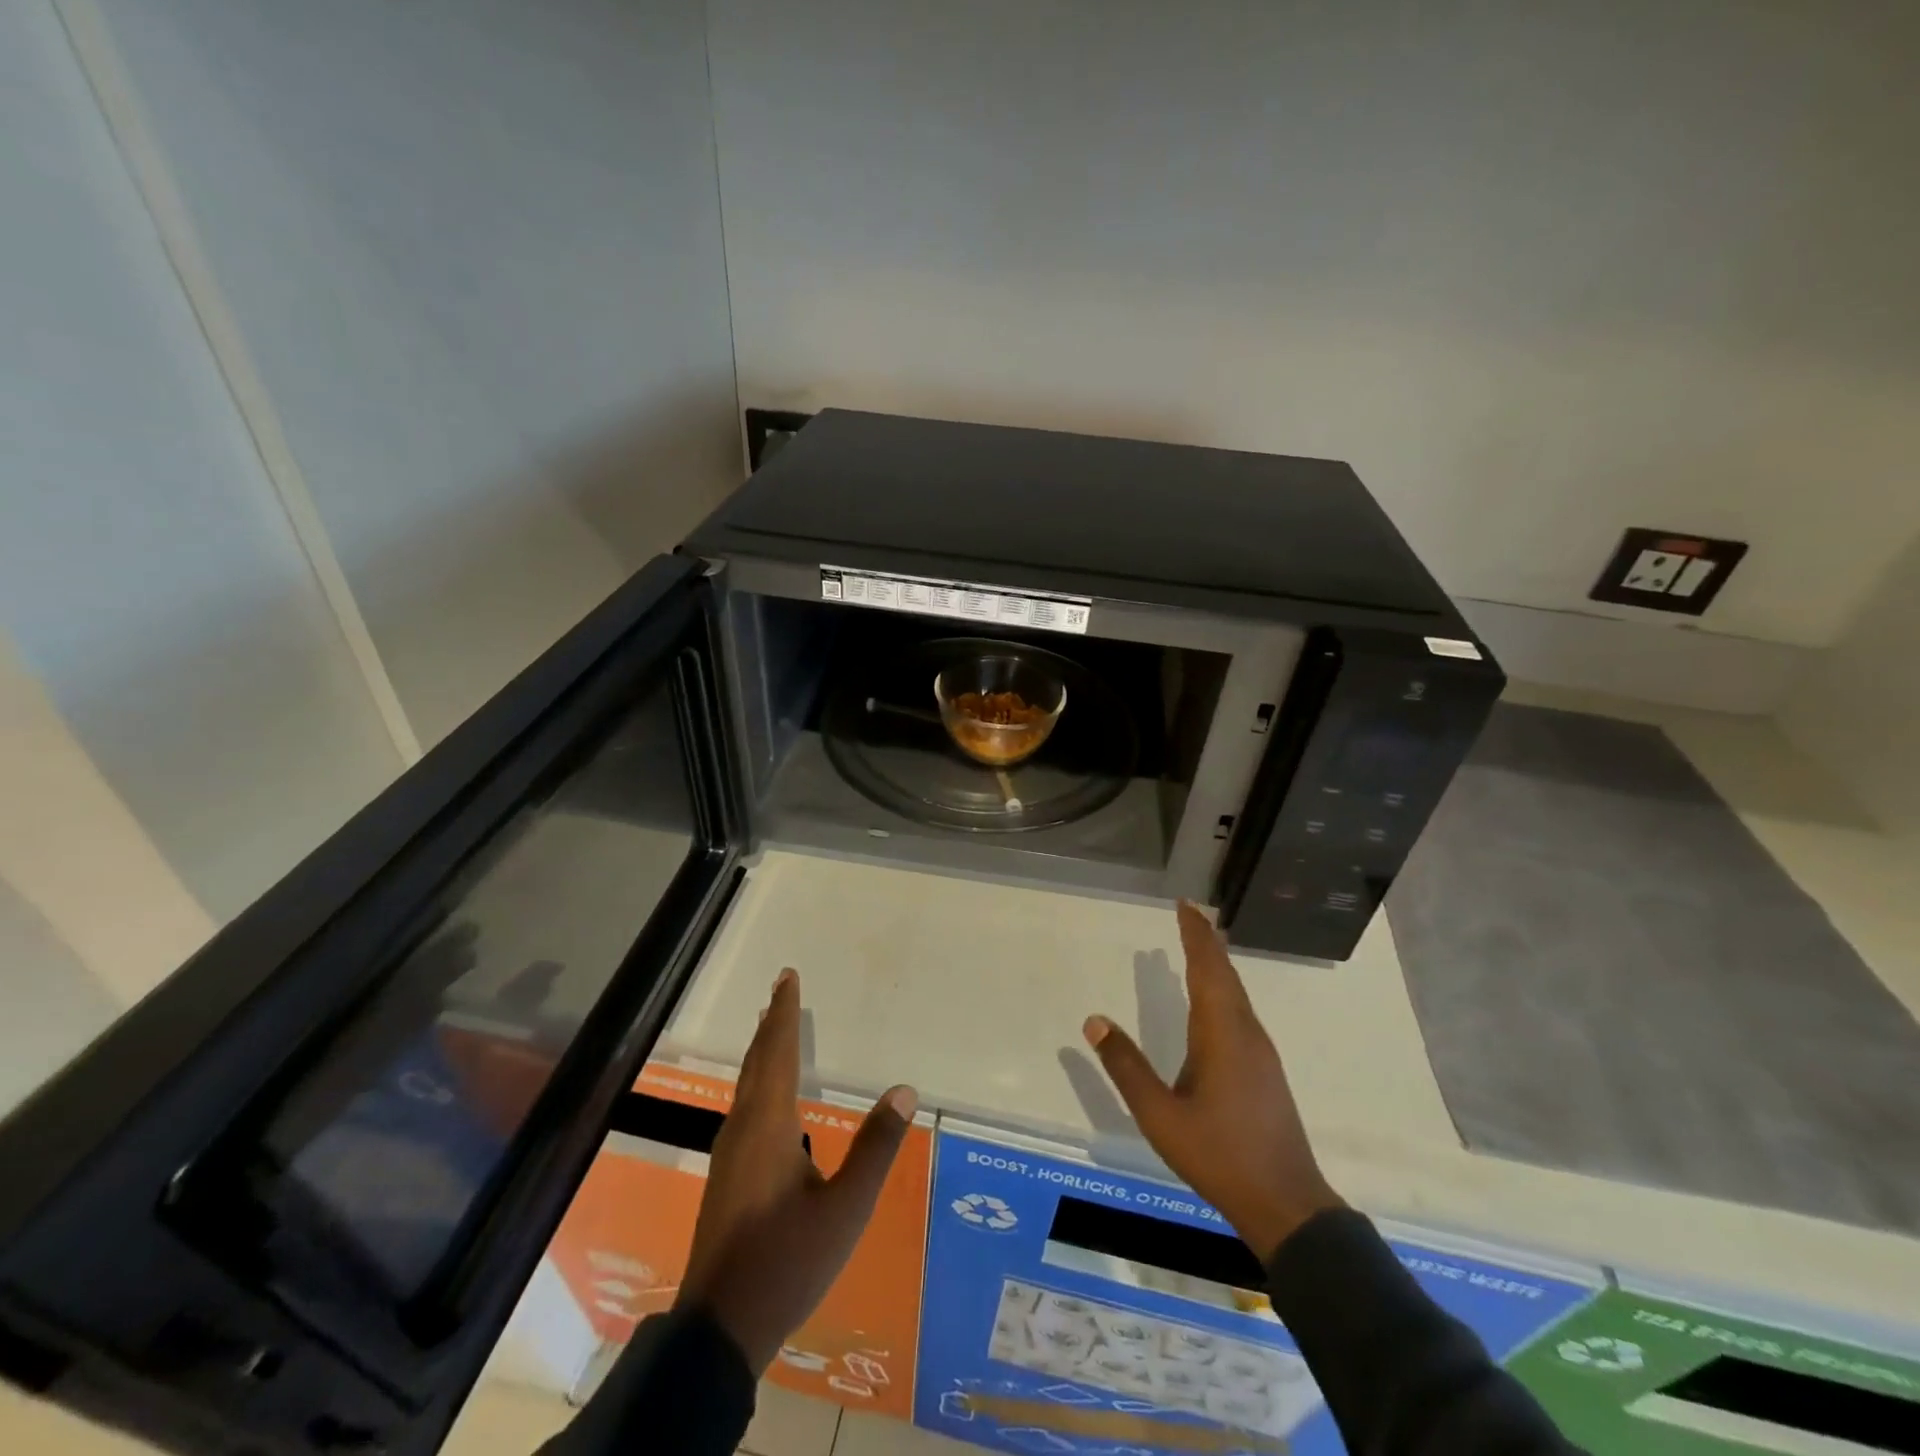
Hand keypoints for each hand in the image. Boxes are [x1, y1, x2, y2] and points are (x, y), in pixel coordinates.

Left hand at [675, 969, 916, 1373]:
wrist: (719, 1331)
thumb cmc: (786, 1263)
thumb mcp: (845, 1209)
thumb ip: (875, 1148)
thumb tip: (905, 1090)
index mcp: (769, 1127)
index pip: (777, 1053)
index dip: (783, 1013)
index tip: (786, 977)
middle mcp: (743, 1129)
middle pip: (756, 1062)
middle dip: (770, 1023)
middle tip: (779, 990)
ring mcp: (728, 1155)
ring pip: (746, 1085)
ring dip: (761, 1051)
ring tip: (772, 1029)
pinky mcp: (725, 1177)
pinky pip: (744, 1106)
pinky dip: (757, 1080)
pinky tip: (765, 1097)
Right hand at [1083, 901, 1342, 1262]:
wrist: (1286, 1204)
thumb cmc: (1219, 1155)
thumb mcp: (1160, 1116)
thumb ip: (1127, 1068)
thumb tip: (1094, 1021)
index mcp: (1221, 1033)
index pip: (1207, 969)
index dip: (1195, 935)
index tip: (1185, 905)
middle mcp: (1245, 1032)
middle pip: (1225, 974)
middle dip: (1206, 941)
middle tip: (1188, 914)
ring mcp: (1260, 1051)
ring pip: (1236, 993)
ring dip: (1217, 964)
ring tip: (1198, 947)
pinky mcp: (1265, 1069)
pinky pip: (1241, 1010)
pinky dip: (1224, 989)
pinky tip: (1214, 1002)